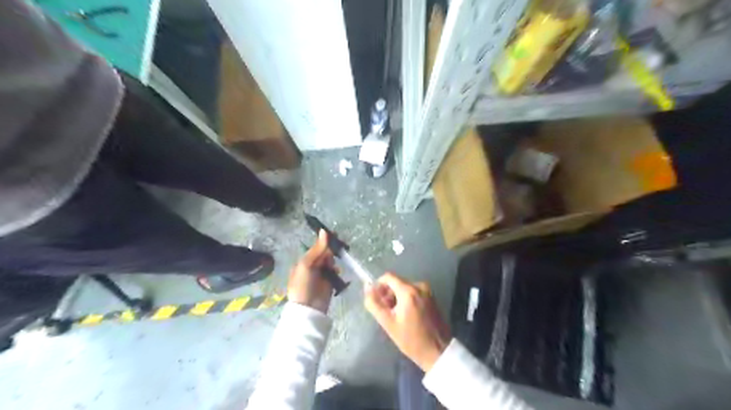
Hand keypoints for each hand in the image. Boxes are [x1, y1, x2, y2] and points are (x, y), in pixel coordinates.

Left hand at [288, 231, 339, 313]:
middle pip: (325, 253)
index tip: (335, 234)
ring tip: (332, 266)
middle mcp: (312, 266)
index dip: (324, 241)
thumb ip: (317, 249)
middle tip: (337, 249)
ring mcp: (321, 274)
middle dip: (330, 251)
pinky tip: (336, 272)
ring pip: (330, 261)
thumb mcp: (307, 264)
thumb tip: (324, 231)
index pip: (316, 247)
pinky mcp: (329, 282)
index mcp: (304, 261)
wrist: (308, 307)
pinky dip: (336, 270)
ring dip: (332, 261)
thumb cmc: (303, 284)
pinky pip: (335, 271)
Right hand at [365, 272, 451, 370]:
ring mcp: (428, 291)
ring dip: (397, 298)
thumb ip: (374, 303)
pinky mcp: (432, 297)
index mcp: (408, 291)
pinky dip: (407, 300)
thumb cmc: (411, 339)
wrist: (437, 351)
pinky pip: (414, 292)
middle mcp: (419, 286)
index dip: (379, 286)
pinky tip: (407, 316)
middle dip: (388, 294)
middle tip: (386, 312)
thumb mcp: (388, 323)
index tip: (376, 300)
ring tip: (396, 317)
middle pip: (397, 282)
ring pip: (405, 288)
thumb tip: (367, 287)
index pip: (388, 277)